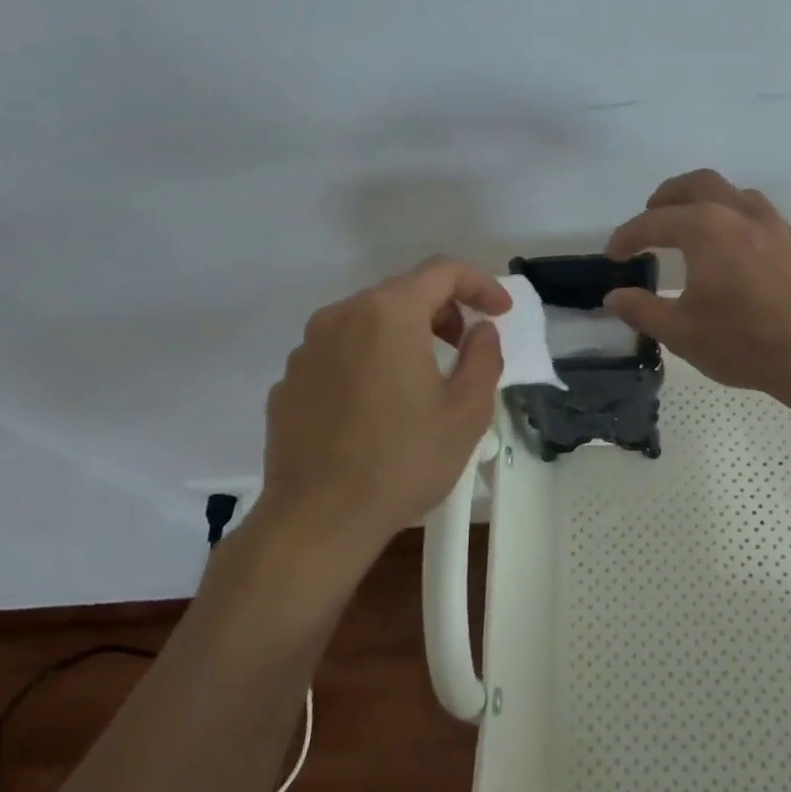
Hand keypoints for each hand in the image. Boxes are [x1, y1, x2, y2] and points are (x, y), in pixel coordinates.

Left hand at [247, 259, 508, 568]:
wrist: (317, 520)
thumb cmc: (402, 461)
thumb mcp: (467, 411)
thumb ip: (484, 356)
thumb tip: (480, 331)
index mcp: (389, 313)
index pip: (443, 271)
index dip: (480, 284)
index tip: (501, 312)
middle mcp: (342, 315)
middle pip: (403, 291)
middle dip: (443, 309)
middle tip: (465, 346)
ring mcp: (308, 347)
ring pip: (368, 320)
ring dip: (405, 333)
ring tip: (424, 377)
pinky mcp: (290, 380)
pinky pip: (340, 351)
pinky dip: (369, 359)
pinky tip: (379, 405)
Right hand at [604, 169, 790, 403]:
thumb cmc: (745, 342)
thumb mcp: (681, 333)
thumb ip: (642, 310)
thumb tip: (614, 296)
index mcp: (706, 229)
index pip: (654, 222)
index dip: (627, 237)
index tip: (613, 255)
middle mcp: (739, 213)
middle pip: (697, 184)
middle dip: (667, 196)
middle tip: (651, 215)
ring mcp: (774, 224)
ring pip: (733, 192)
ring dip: (704, 200)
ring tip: (692, 224)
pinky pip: (758, 212)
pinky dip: (734, 216)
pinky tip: (734, 247)